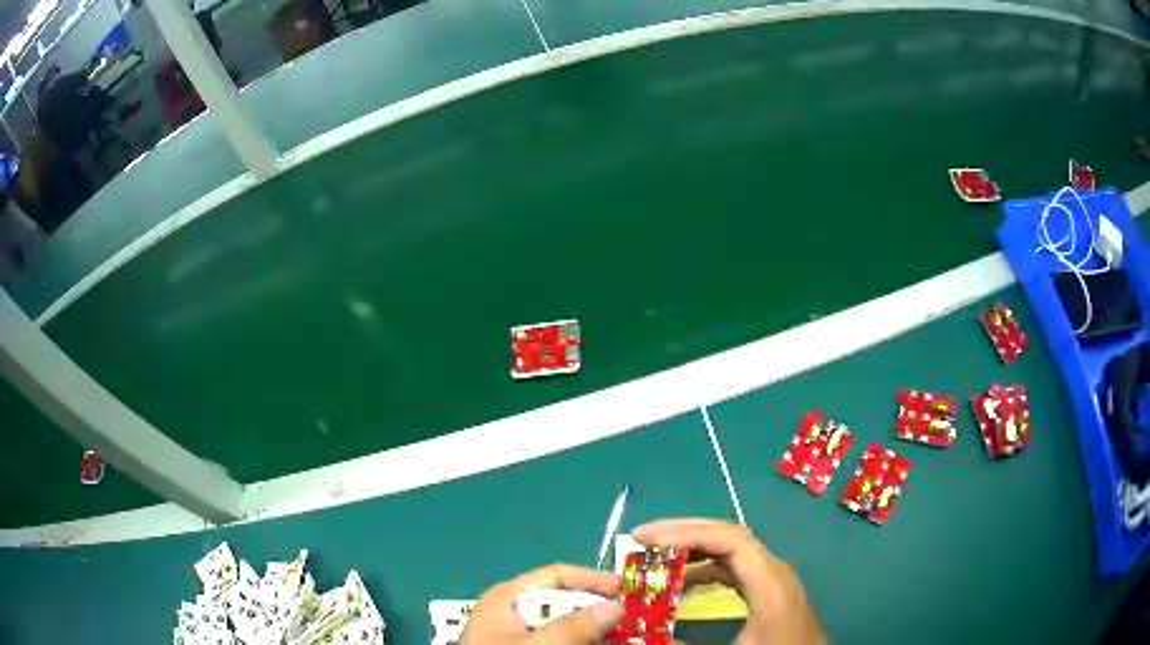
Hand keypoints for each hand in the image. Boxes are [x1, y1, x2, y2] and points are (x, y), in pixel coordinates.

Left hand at [462, 564, 623, 643]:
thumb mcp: (537, 644)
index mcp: (510, 597)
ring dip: (600, 632)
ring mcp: (525, 634)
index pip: (557, 576)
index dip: (593, 580)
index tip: (628, 591)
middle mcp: (518, 612)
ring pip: (571, 626)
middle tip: (636, 620)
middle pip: (569, 603)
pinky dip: (588, 644)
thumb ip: (574, 627)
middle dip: (603, 611)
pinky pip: (566, 642)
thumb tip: (617, 605)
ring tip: (631, 637)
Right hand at [634, 518, 826, 644]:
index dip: (686, 532)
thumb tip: (635, 637)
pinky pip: (733, 568)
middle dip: (682, 533)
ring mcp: (772, 578)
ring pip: (729, 550)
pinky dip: (703, 568)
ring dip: (691, 550)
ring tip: (653, 560)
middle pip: (727, 536)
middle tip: (640, 540)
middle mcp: (772, 571)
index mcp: (769, 582)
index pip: (728, 539)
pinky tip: (680, 583)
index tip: (646, 538)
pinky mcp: (768, 589)